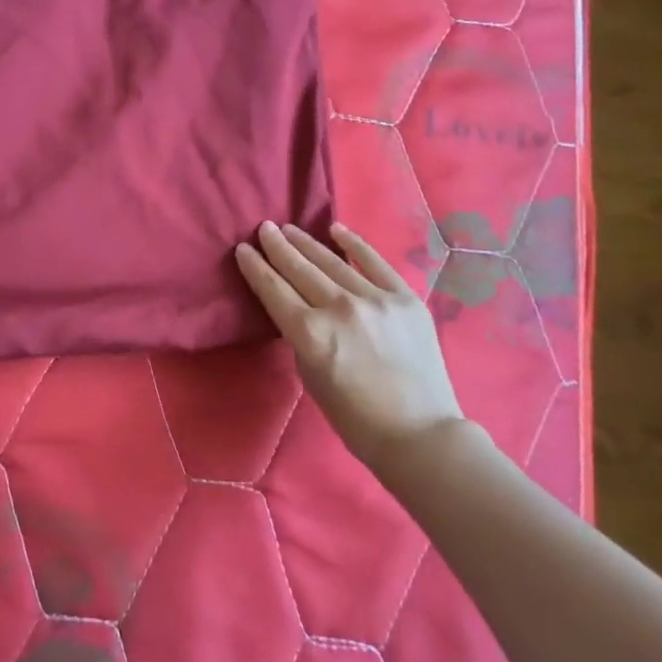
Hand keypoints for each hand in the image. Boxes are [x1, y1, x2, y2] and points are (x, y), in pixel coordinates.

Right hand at [236, 221, 463, 467]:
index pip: (273, 290)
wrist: (418, 432)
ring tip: (289, 228)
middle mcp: (339, 309)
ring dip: (307, 243)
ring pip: (333, 262)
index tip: (243, 250)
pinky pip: (375, 263)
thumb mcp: (311, 377)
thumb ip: (302, 338)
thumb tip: (301, 311)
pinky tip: (336, 230)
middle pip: (300, 270)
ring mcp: (375, 299)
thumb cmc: (355, 418)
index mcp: (310, 334)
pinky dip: (354, 244)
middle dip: (278, 247)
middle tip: (264, 229)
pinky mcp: (405, 298)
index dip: (255, 268)